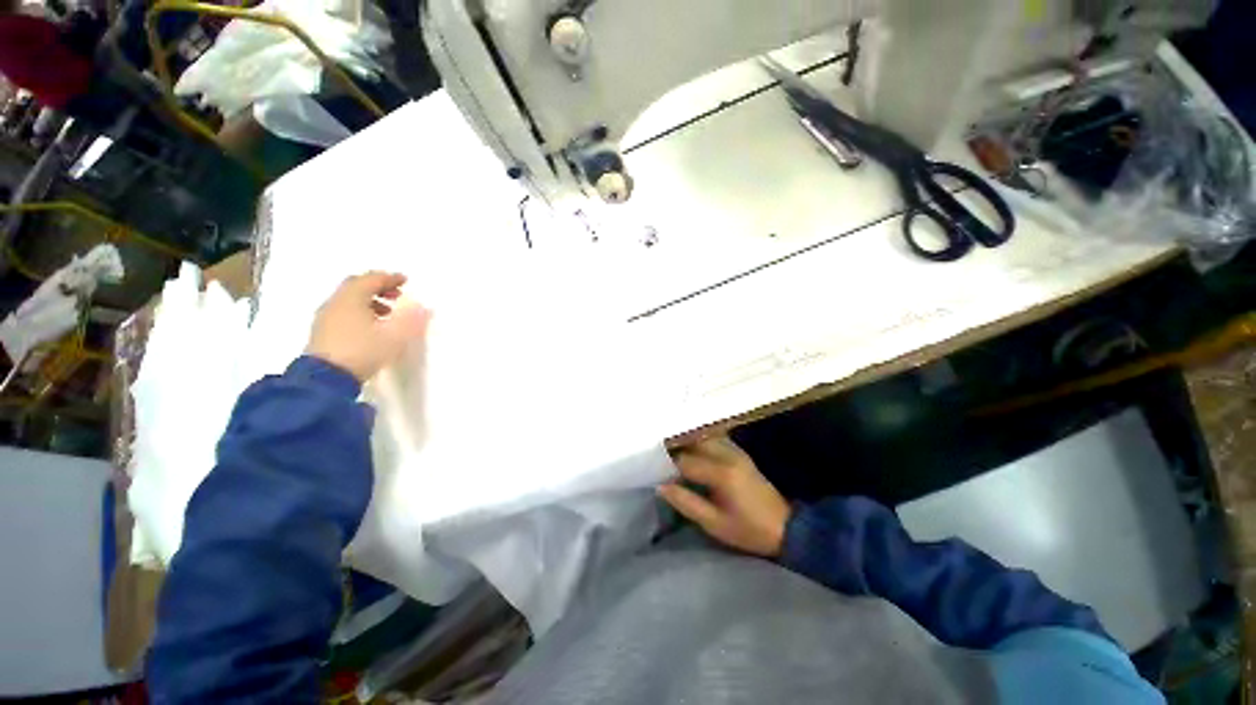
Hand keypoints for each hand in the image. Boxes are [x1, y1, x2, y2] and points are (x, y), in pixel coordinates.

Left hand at [305, 271, 430, 381]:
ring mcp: (327, 317)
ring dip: (370, 300)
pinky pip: (344, 312)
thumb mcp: (395, 336)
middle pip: (357, 286)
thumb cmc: (363, 350)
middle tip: (397, 295)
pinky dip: (360, 311)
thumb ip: (412, 320)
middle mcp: (336, 302)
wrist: (326, 378)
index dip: (389, 278)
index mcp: (351, 298)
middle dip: (378, 287)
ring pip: (349, 299)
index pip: (371, 279)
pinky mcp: (323, 332)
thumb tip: (425, 308)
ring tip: (388, 313)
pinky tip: (371, 327)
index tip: (405, 281)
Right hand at [658, 436, 791, 557]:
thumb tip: (660, 486)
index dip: (667, 465)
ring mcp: (735, 450)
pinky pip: (714, 438)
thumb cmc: (749, 530)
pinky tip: (690, 449)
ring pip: (703, 436)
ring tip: (671, 451)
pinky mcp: (739, 452)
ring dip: (686, 441)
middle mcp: (728, 454)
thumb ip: (686, 502)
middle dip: (674, 447)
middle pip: (693, 440)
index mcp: (722, 473)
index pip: (684, 460)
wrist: (786, 527)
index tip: (652, 469)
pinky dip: (699, 441)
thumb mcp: (714, 524)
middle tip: (658, 456)